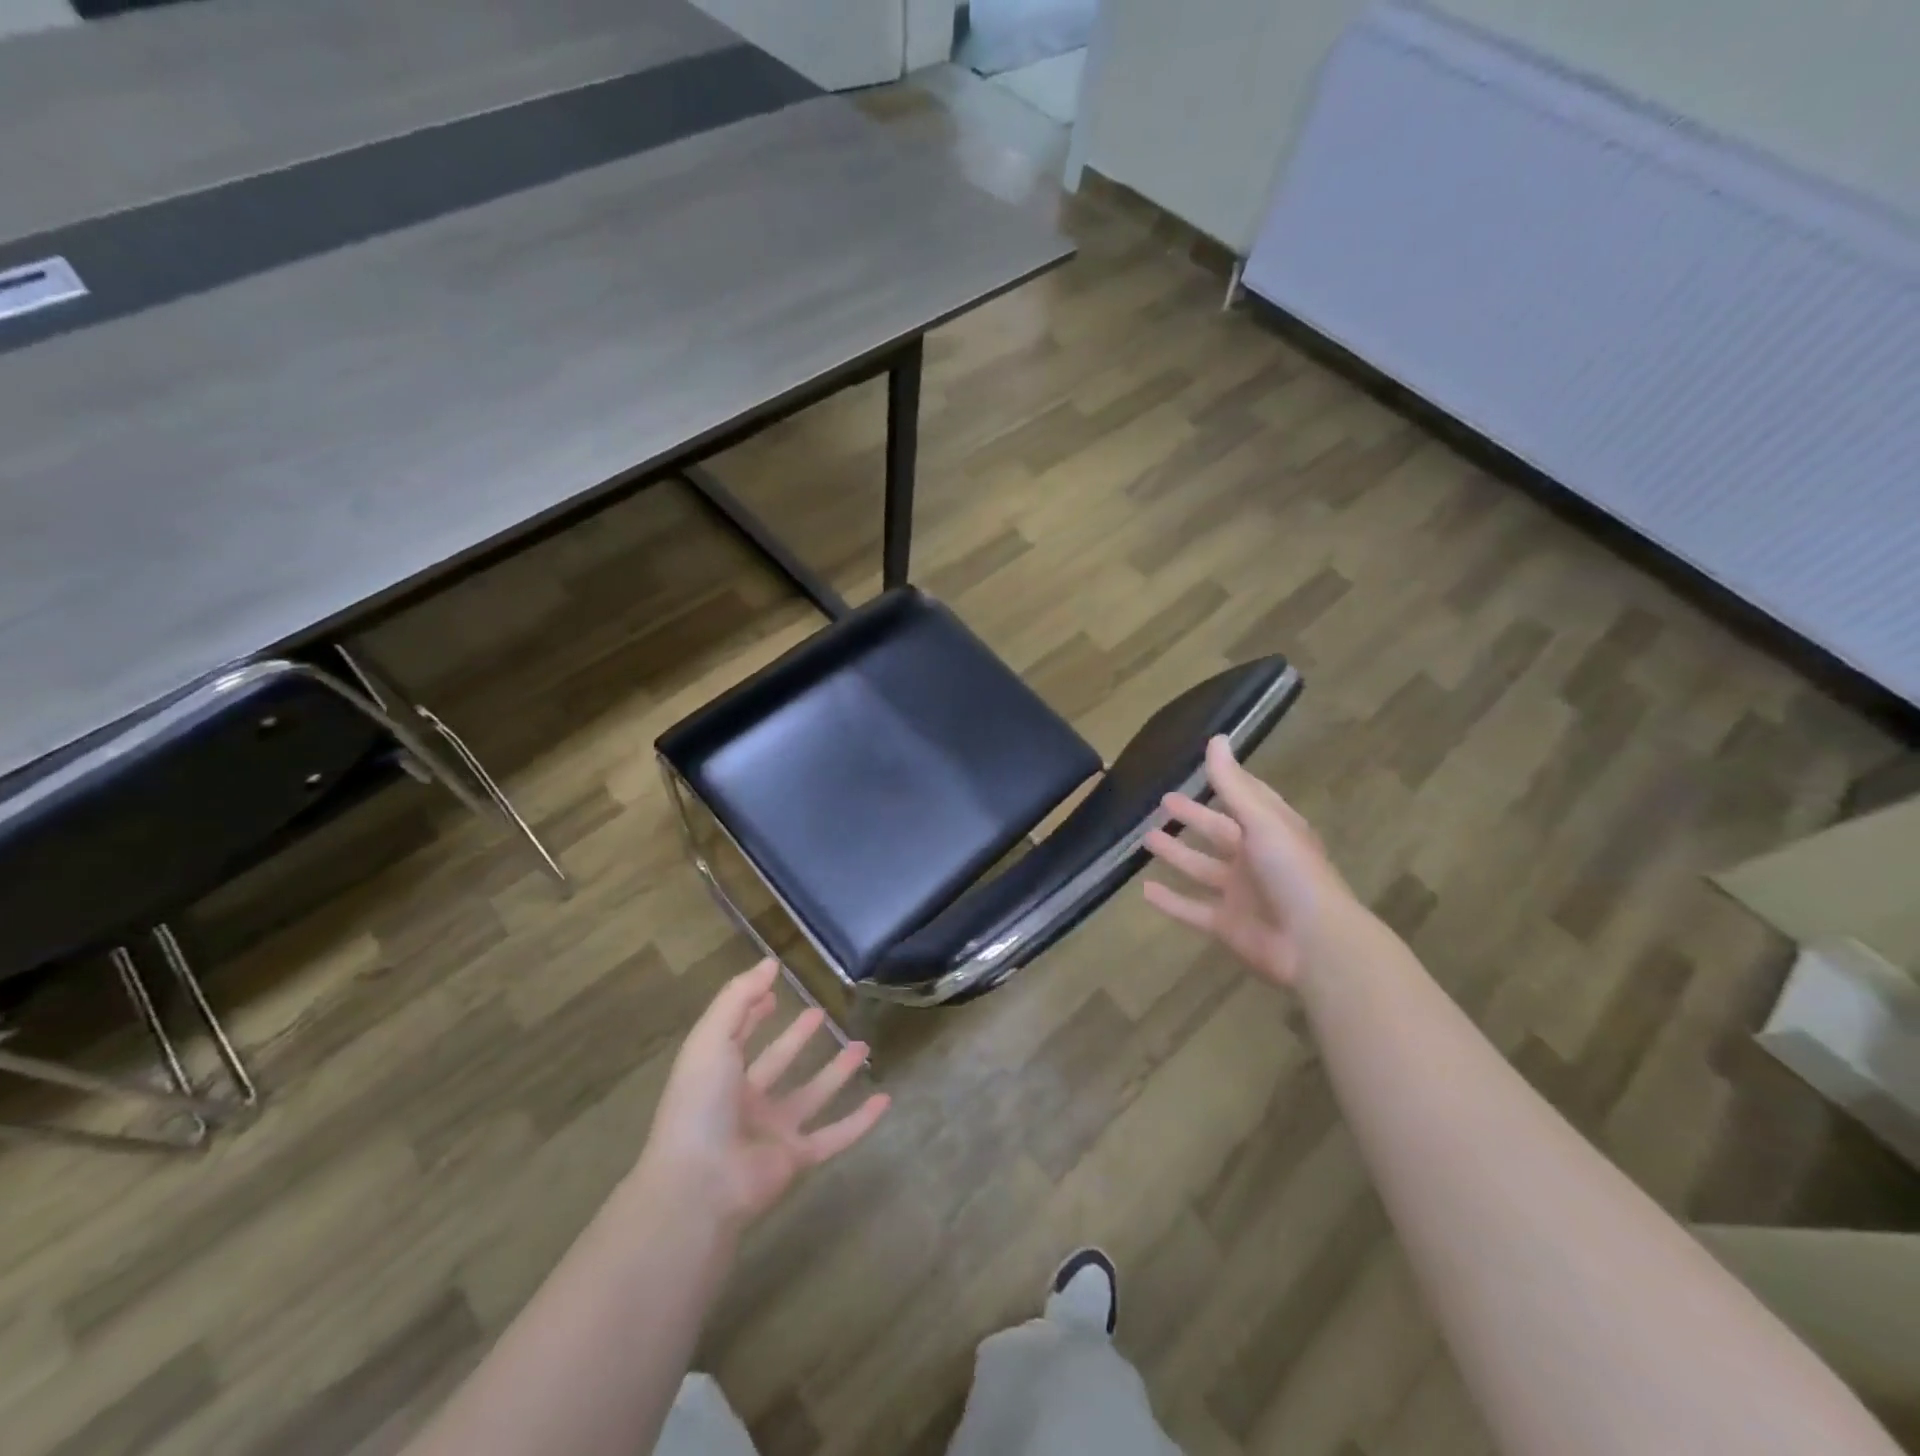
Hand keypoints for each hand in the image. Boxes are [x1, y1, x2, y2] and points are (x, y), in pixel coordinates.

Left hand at [640, 960, 889, 1230]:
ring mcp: (771, 1132)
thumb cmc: (700, 1105)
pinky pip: (835, 1136)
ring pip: (811, 1096)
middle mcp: (744, 1101)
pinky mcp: (796, 1159)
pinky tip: (884, 1100)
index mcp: (718, 1074)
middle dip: (797, 1038)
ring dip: (836, 1073)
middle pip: (777, 1063)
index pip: (738, 1035)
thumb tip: (770, 962)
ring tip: (863, 1046)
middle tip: (821, 1013)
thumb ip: (738, 998)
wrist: (700, 1184)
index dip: (753, 1013)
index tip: (774, 992)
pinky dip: (860, 1121)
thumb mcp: (711, 1039)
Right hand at [1142, 736, 1366, 989]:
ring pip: (1201, 868)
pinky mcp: (1226, 925)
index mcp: (1272, 831)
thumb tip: (1217, 738)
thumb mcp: (1262, 821)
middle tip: (1163, 802)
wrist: (1314, 944)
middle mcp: (1256, 859)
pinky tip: (1144, 890)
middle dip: (1193, 817)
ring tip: (1146, 838)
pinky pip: (1191, 909)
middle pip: (1218, 832)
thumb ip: (1233, 784)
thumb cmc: (1292, 872)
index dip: (1227, 784)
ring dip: (1176, 853)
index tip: (1203, 767)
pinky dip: (1169, 901)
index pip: (1247, 800)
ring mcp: (1240, 894)